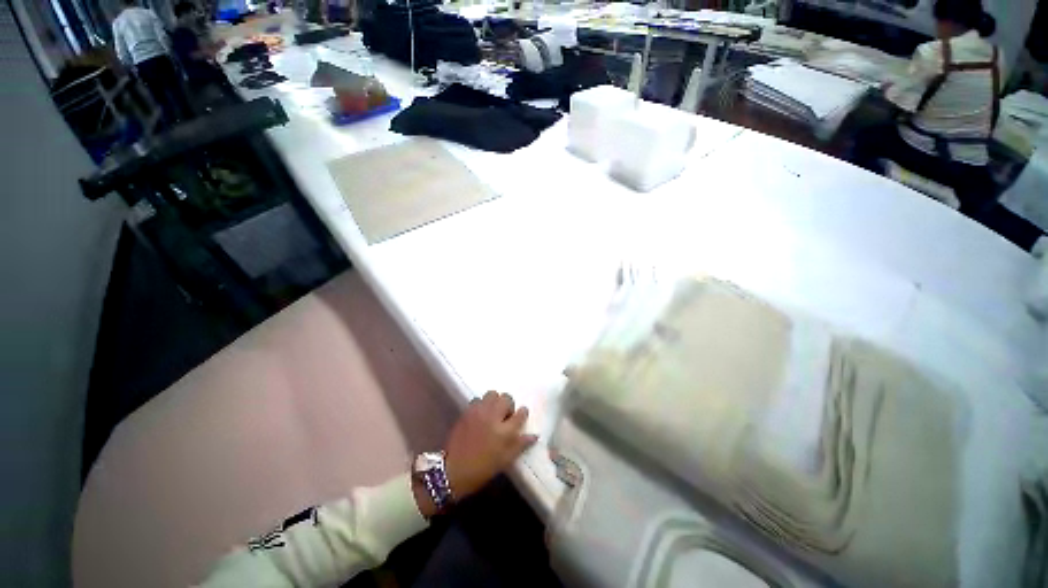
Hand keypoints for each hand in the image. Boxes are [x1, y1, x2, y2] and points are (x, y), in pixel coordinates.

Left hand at [444, 391, 537, 500]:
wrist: (453, 470)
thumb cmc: (482, 469)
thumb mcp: (505, 460)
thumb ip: (520, 445)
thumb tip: (534, 436)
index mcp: (505, 432)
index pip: (520, 414)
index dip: (523, 413)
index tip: (521, 414)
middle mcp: (493, 417)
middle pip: (506, 398)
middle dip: (508, 404)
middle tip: (505, 415)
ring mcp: (479, 412)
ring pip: (492, 394)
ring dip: (495, 401)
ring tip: (493, 412)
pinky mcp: (467, 411)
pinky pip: (478, 399)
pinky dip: (482, 404)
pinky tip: (481, 414)